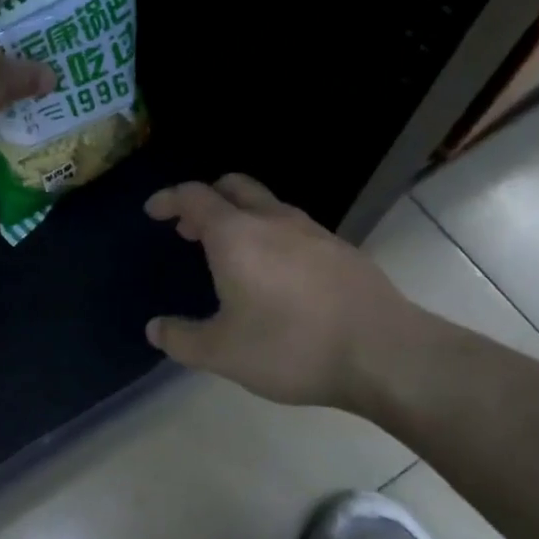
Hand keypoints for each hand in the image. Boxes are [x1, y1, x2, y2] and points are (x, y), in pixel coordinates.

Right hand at [143, 174, 441, 415]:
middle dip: (206, 198)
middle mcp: (271, 219)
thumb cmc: (291, 346)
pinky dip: (271, 234)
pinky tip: (276, 273)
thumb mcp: (223, 353)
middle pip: (232, 185)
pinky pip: (293, 226)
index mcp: (235, 234)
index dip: (168, 199)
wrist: (384, 352)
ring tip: (231, 252)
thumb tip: (155, 329)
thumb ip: (182, 339)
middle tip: (190, 228)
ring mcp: (311, 230)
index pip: (193, 196)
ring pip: (266, 203)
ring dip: (240, 215)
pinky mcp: (340, 248)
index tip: (153, 212)